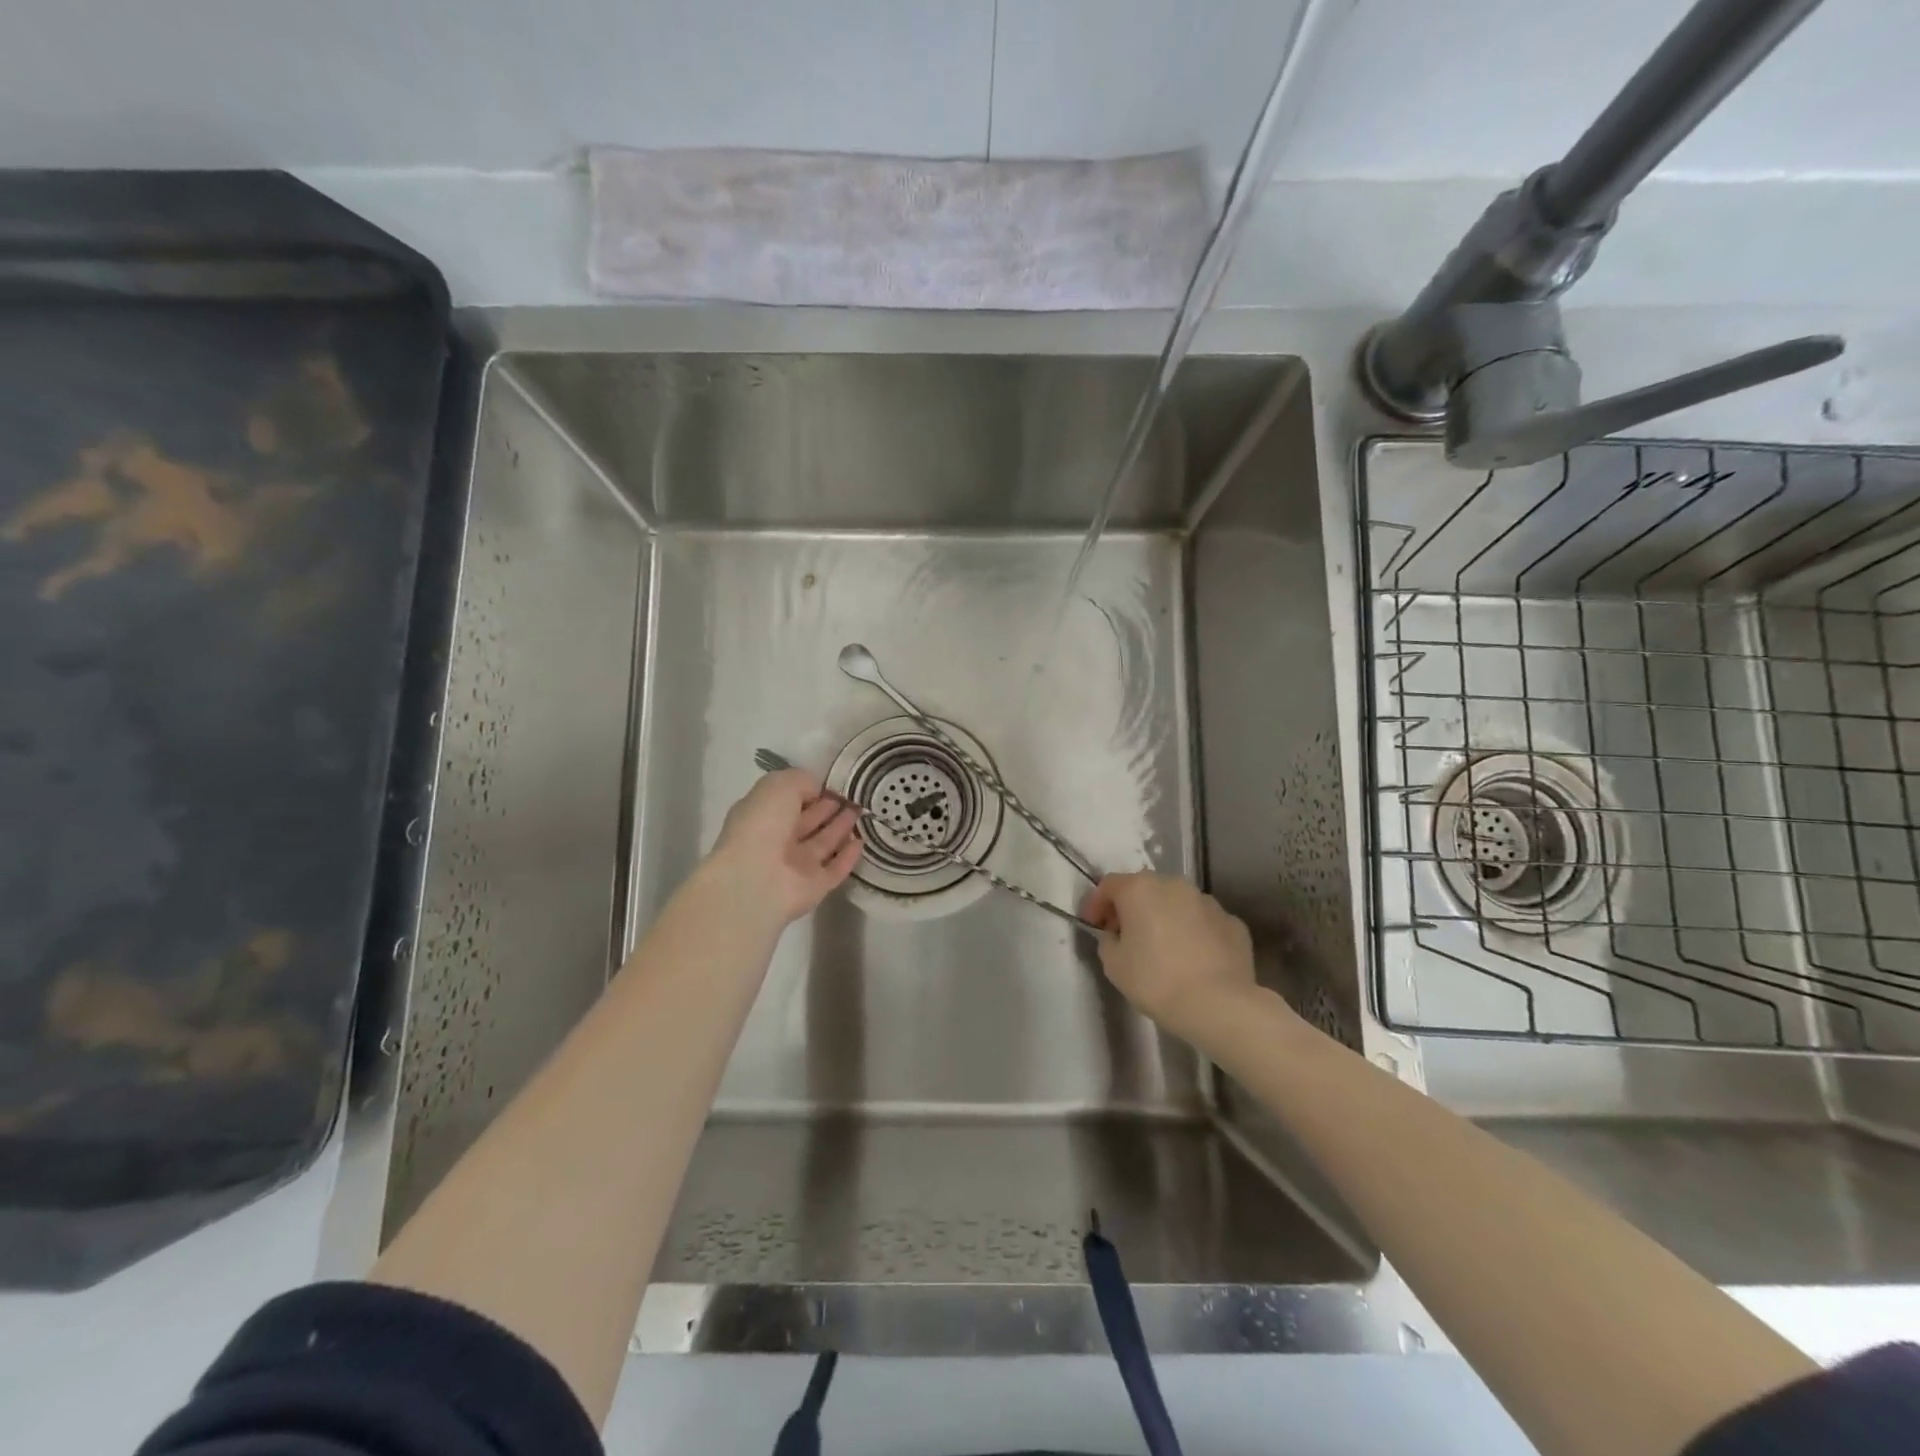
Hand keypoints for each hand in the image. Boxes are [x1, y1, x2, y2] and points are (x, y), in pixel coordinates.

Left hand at [708, 770, 863, 925]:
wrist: (756, 881)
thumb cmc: (763, 825)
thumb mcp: (779, 786)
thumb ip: (802, 781)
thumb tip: (818, 790)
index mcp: (761, 815)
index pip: (789, 800)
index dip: (811, 790)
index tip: (835, 782)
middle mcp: (777, 841)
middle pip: (808, 822)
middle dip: (829, 808)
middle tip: (854, 796)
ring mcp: (795, 866)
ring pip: (823, 843)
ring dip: (841, 827)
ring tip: (862, 810)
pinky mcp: (814, 887)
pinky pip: (835, 869)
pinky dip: (848, 856)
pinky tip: (861, 841)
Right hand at [1081, 872, 1259, 1043]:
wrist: (1219, 1005)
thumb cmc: (1156, 981)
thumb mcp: (1113, 964)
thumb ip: (1108, 940)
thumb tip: (1117, 935)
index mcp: (1140, 889)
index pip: (1109, 885)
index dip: (1096, 904)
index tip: (1093, 926)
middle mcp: (1174, 885)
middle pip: (1145, 889)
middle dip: (1132, 908)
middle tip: (1126, 936)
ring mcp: (1208, 902)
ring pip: (1177, 903)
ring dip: (1165, 918)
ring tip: (1164, 949)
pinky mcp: (1233, 923)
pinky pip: (1204, 922)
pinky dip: (1194, 933)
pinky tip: (1194, 960)